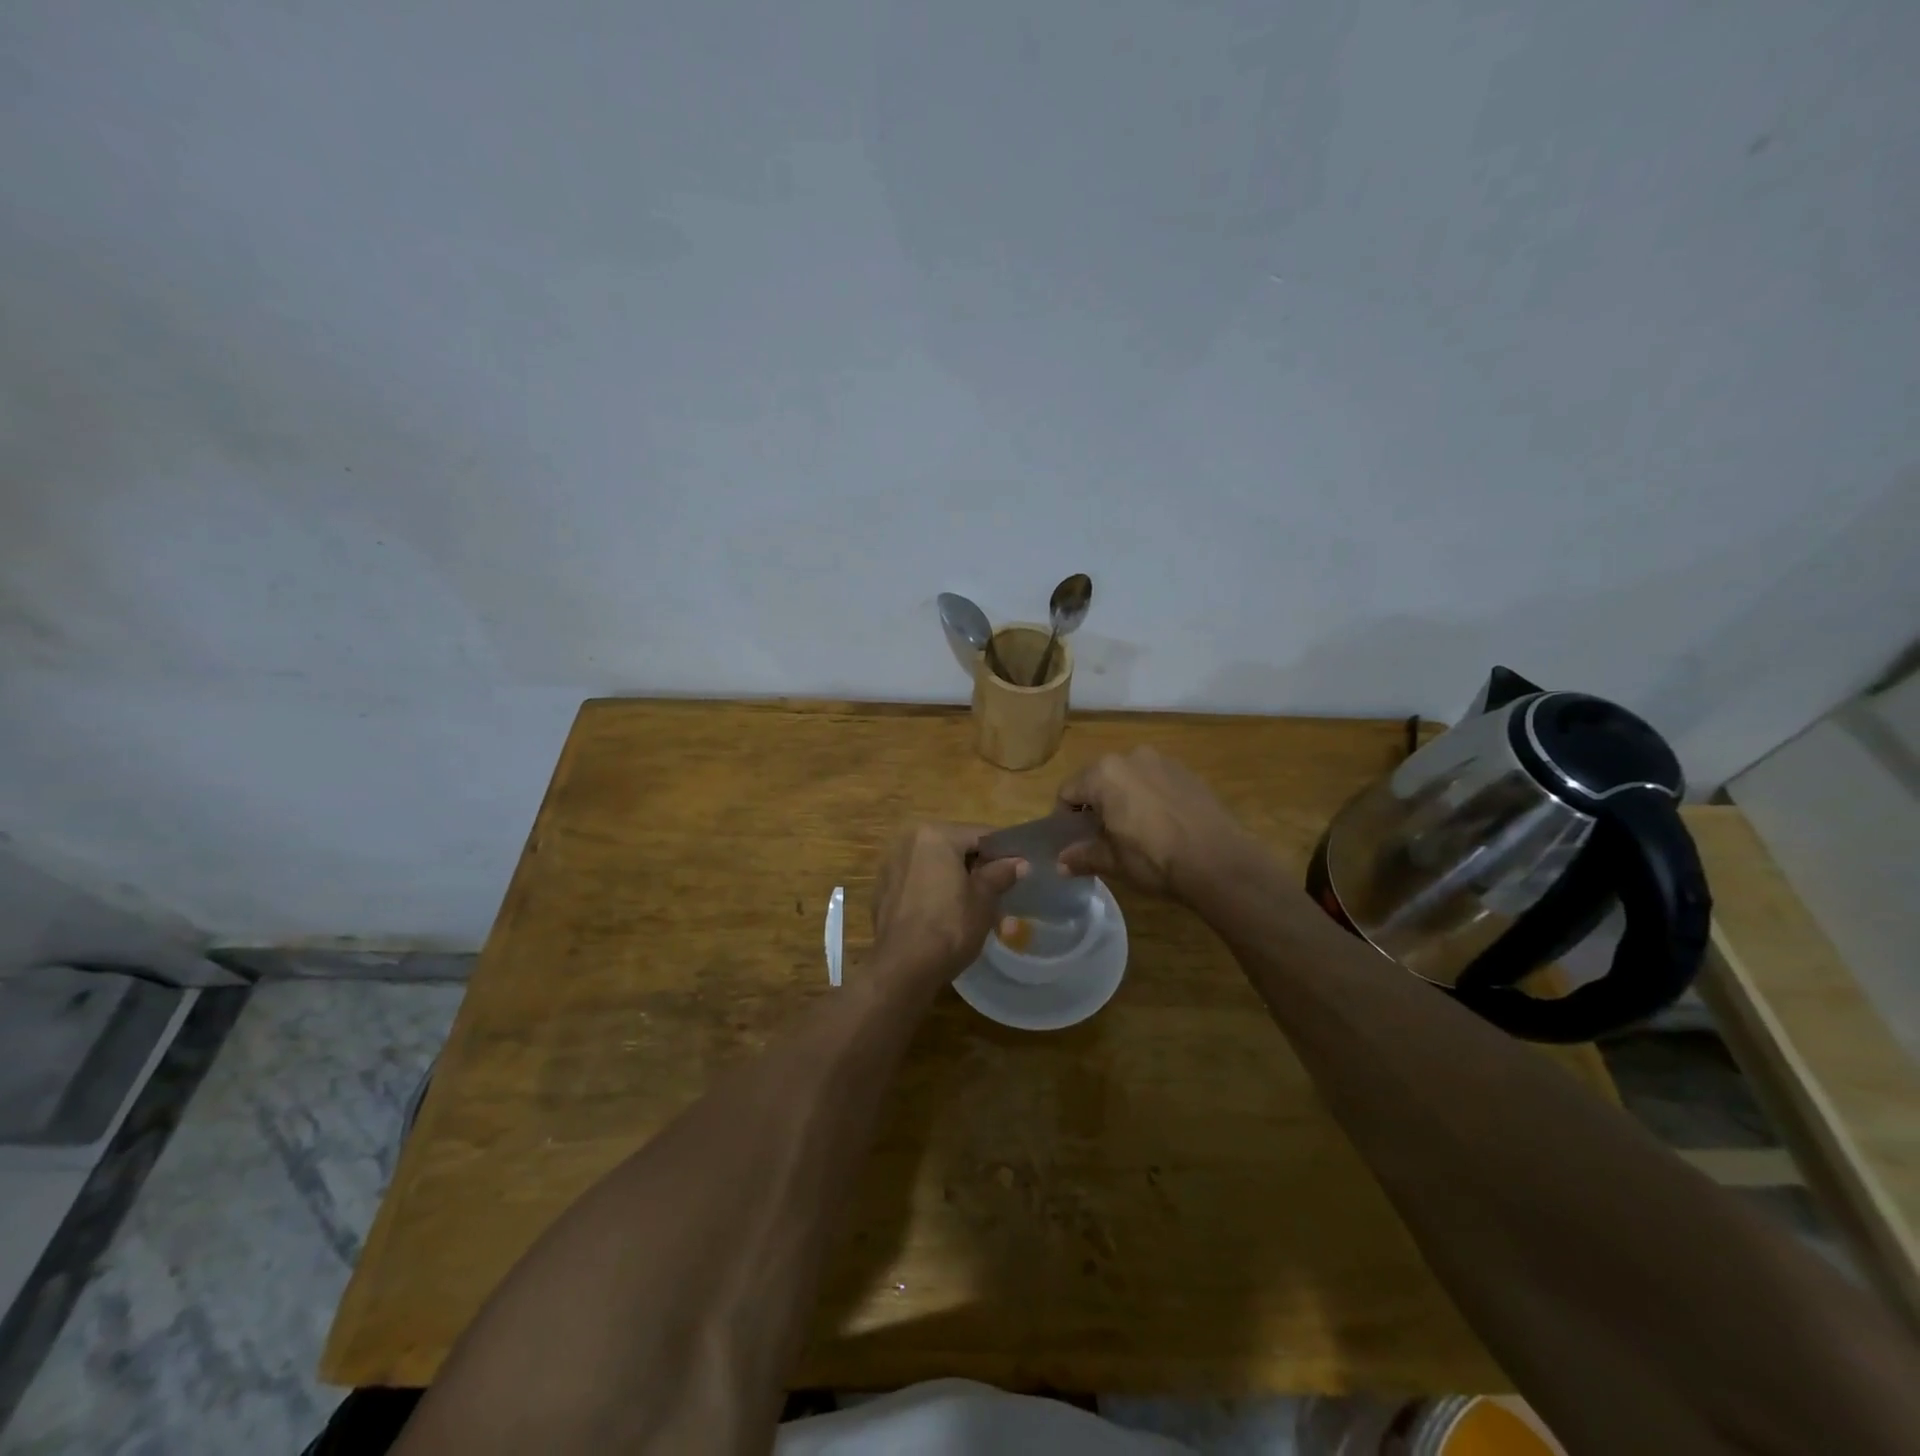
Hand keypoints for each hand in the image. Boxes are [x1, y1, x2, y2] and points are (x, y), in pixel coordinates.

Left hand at [871, 823, 1026, 980]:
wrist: (903, 968)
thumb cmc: (949, 926)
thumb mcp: (984, 900)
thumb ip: (1000, 874)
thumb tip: (1020, 862)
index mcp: (935, 835)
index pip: (979, 835)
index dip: (1003, 853)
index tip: (1019, 871)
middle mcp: (908, 841)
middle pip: (955, 848)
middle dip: (977, 869)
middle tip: (999, 893)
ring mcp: (891, 866)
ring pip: (935, 866)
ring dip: (955, 881)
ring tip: (975, 908)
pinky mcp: (882, 891)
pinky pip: (917, 883)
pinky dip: (933, 892)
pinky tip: (945, 916)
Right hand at [1055, 748, 1254, 899]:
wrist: (1219, 861)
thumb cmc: (1155, 859)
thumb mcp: (1113, 862)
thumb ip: (1083, 856)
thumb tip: (1061, 863)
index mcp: (1104, 774)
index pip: (1068, 791)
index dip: (1065, 818)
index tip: (1075, 840)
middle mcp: (1130, 757)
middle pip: (1098, 779)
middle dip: (1096, 804)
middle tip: (1103, 836)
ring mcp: (1162, 761)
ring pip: (1128, 778)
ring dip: (1124, 798)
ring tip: (1135, 830)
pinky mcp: (1188, 772)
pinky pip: (1156, 781)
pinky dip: (1150, 797)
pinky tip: (1162, 824)